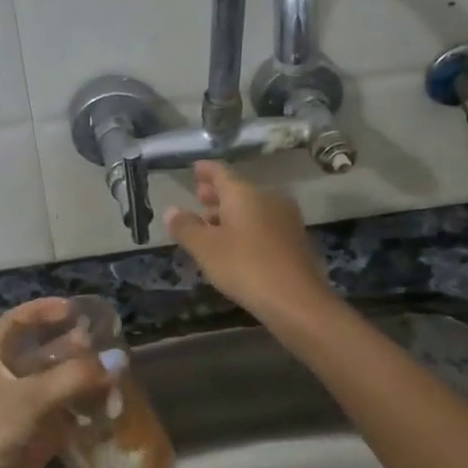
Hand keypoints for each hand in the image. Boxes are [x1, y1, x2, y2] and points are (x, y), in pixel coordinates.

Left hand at [0, 298, 112, 467]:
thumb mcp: (32, 396)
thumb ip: (76, 376)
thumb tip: (117, 360)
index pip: (16, 321)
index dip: (43, 310)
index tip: (74, 309)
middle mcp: (4, 378)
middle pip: (39, 351)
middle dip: (70, 345)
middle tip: (102, 341)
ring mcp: (20, 407)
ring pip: (55, 382)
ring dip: (81, 376)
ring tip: (112, 371)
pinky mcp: (35, 434)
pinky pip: (64, 412)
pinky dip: (84, 407)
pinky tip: (108, 404)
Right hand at [165, 161, 335, 324]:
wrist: (296, 299)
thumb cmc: (245, 267)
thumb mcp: (205, 249)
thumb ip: (186, 227)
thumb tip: (171, 211)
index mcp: (244, 193)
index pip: (221, 172)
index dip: (206, 170)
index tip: (195, 168)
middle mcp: (267, 198)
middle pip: (238, 190)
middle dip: (217, 194)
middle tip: (199, 196)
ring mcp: (285, 218)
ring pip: (252, 207)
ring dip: (230, 213)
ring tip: (212, 224)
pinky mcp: (294, 239)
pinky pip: (264, 223)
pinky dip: (246, 226)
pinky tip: (236, 243)